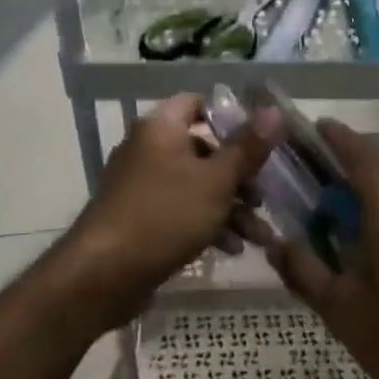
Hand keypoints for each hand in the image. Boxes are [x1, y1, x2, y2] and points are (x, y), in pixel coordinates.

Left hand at [66, 93, 279, 323]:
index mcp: (161, 128)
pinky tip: (231, 249)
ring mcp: (141, 186)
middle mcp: (148, 150)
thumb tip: (275, 111)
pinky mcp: (140, 219)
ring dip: (230, 207)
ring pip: (196, 185)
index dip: (230, 116)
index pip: (197, 103)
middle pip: (203, 149)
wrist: (102, 275)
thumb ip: (247, 148)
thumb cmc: (164, 215)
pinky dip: (207, 224)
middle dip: (239, 175)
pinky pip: (181, 211)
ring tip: (258, 234)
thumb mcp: (216, 181)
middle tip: (263, 197)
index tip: (260, 139)